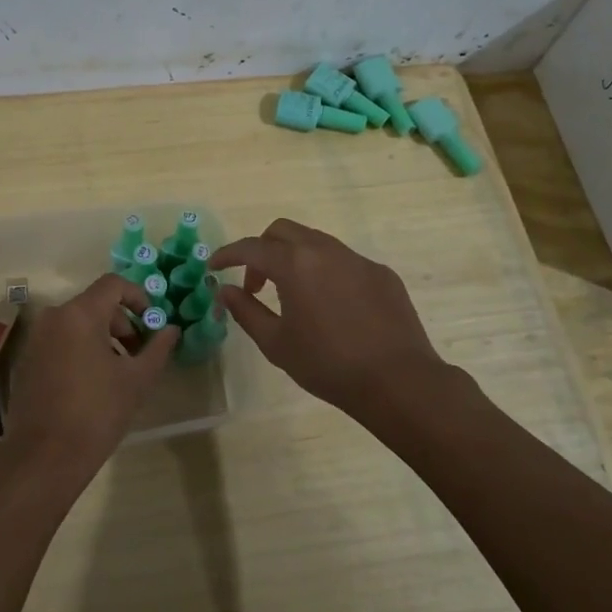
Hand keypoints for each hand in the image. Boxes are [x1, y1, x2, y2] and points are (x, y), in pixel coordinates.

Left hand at [0, 273, 179, 499]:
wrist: (43, 457)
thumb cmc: (96, 413)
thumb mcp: (137, 380)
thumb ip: (158, 348)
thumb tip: (171, 329)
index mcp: (79, 314)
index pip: (113, 284)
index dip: (139, 297)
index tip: (152, 323)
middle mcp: (54, 317)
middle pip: (96, 304)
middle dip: (123, 323)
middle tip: (140, 354)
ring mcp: (36, 338)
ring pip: (78, 323)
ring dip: (104, 338)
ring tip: (120, 373)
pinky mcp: (28, 359)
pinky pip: (61, 340)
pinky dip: (81, 349)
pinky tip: (93, 384)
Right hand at [209, 219, 453, 413]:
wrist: (398, 380)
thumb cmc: (328, 365)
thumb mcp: (277, 343)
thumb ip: (246, 311)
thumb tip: (225, 290)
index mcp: (295, 264)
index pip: (251, 247)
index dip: (228, 254)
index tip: (214, 266)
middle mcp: (325, 250)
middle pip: (282, 231)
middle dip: (262, 250)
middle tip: (256, 284)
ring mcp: (357, 259)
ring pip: (315, 242)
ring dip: (294, 258)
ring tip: (292, 295)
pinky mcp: (381, 273)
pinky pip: (344, 260)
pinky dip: (325, 271)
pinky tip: (331, 306)